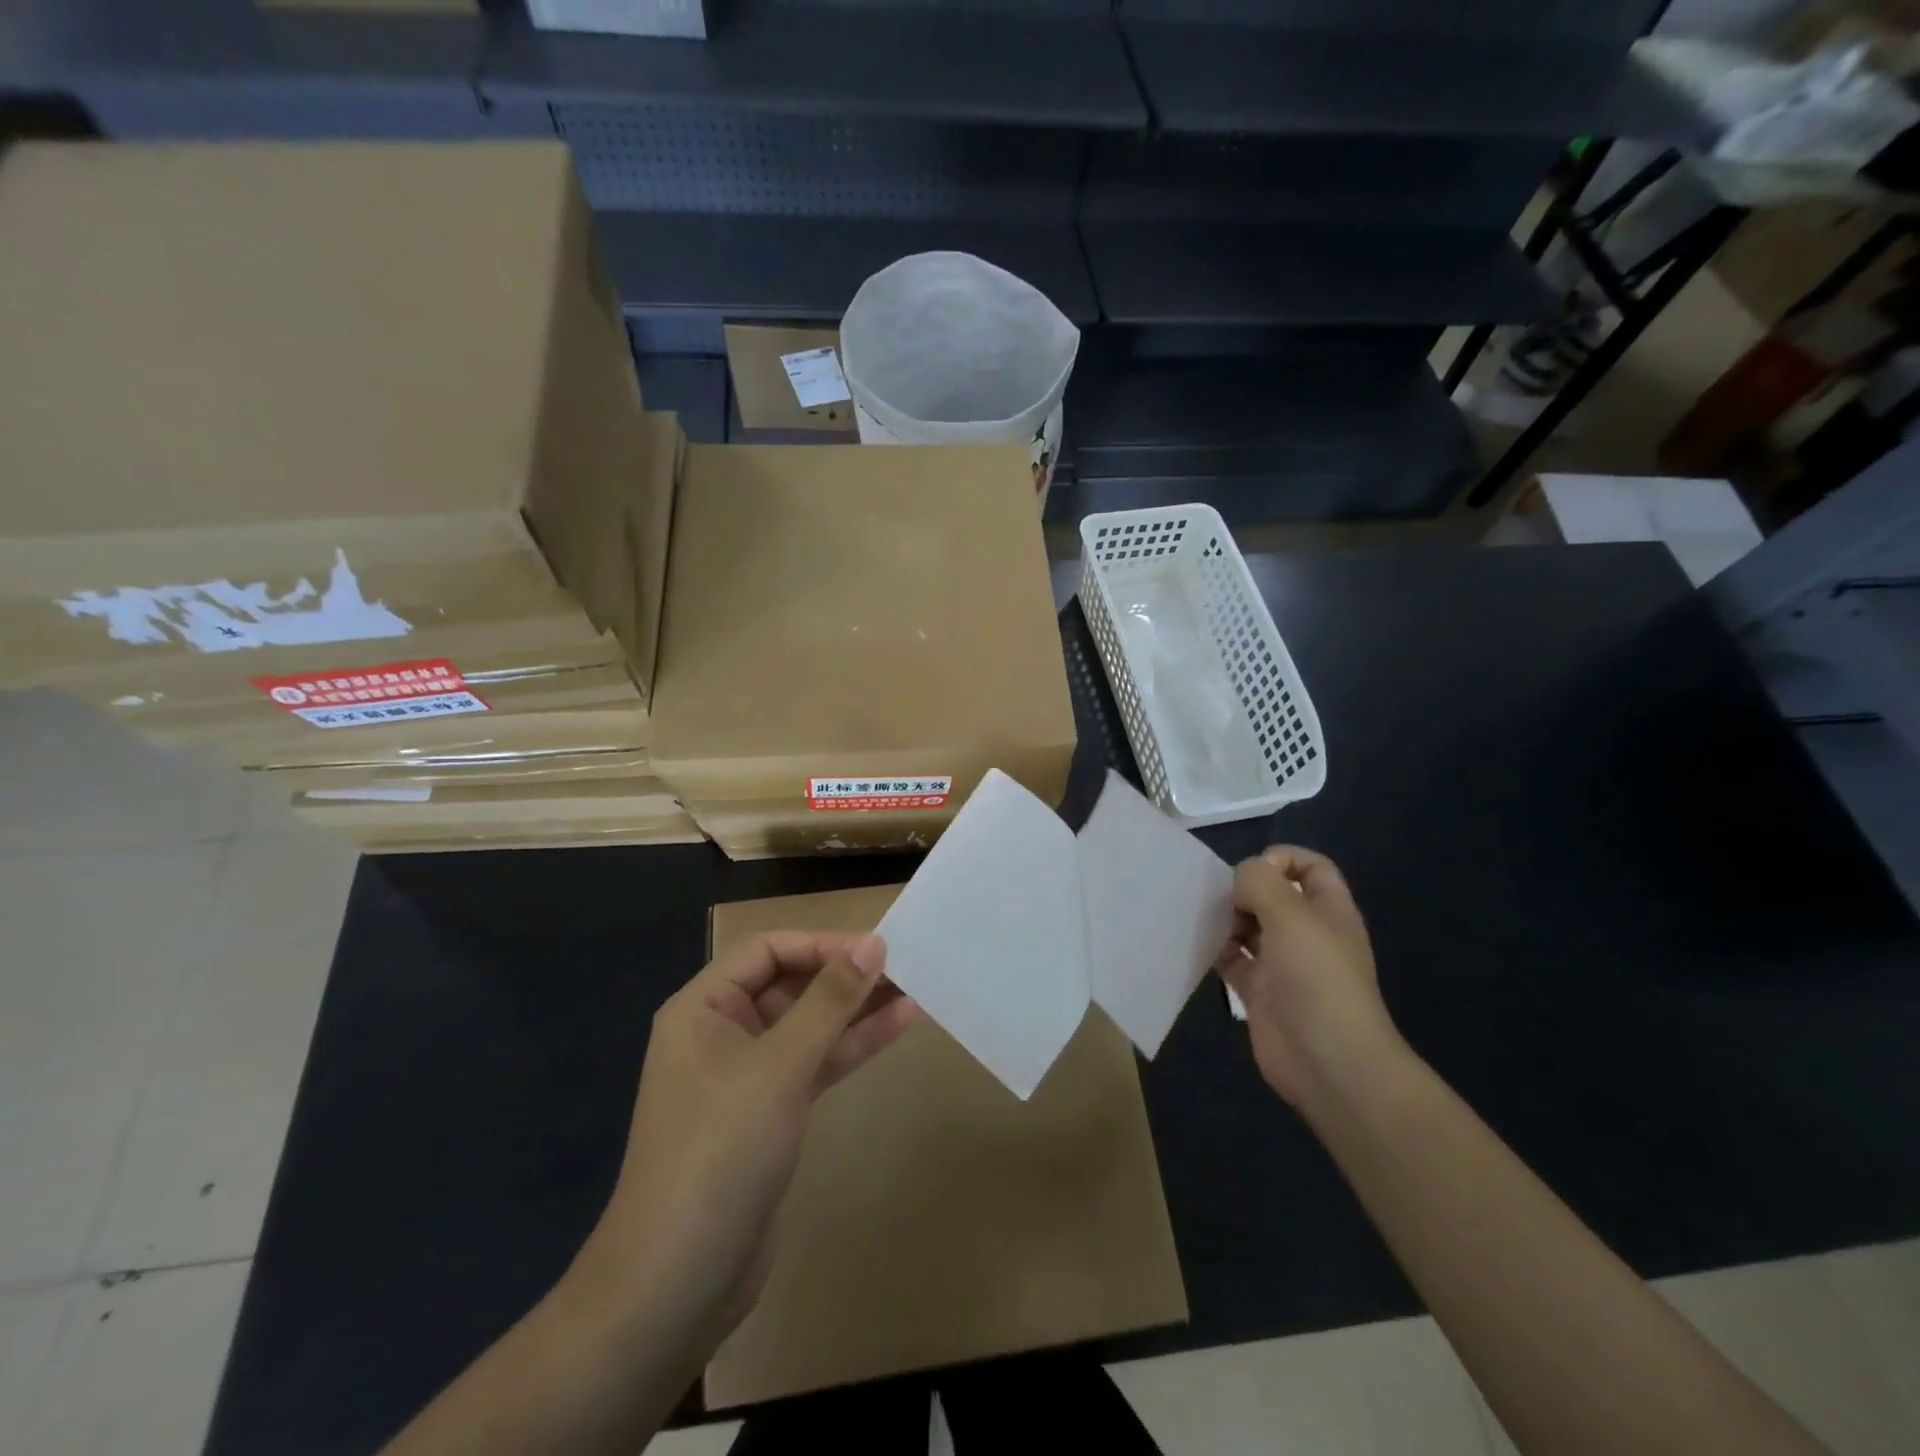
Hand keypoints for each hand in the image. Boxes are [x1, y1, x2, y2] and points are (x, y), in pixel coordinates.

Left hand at [582, 932, 919, 1347]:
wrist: (677, 1283)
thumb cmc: (720, 1151)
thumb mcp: (779, 1066)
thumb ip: (828, 1002)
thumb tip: (872, 943)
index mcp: (703, 1008)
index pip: (768, 950)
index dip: (822, 944)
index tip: (877, 948)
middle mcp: (722, 1033)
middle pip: (790, 985)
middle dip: (844, 976)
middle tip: (907, 967)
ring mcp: (746, 1076)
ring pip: (808, 1026)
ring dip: (857, 1010)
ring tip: (915, 989)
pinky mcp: (770, 1114)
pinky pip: (814, 1064)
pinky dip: (851, 1047)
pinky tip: (898, 1027)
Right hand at [1215, 847, 1402, 1106]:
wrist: (1328, 1061)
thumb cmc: (1317, 978)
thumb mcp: (1291, 915)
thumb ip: (1260, 882)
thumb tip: (1240, 878)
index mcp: (1329, 911)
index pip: (1310, 867)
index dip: (1282, 859)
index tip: (1252, 872)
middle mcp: (1307, 933)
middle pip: (1273, 896)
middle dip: (1244, 890)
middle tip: (1223, 900)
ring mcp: (1283, 964)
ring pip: (1249, 927)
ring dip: (1225, 919)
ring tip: (1203, 920)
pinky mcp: (1260, 992)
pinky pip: (1232, 960)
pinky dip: (1215, 950)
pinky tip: (1198, 946)